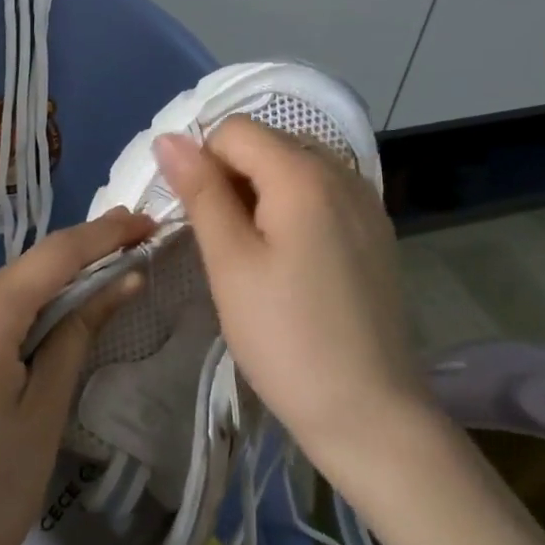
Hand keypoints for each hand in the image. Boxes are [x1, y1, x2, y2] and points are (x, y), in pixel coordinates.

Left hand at [0, 207, 155, 544]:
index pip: (52, 257)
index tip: (144, 221)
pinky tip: (36, 333)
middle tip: (130, 257)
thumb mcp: (44, 414)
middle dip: (76, 266)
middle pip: (23, 272)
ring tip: (93, 296)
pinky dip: (11, 315)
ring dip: (43, 292)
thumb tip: (124, 279)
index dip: (103, 235)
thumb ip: (78, 332)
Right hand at [153, 117, 424, 470]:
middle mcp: (342, 172)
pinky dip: (294, 209)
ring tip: (256, 256)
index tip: (201, 220)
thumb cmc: (286, 338)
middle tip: (226, 245)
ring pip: (294, 168)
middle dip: (234, 177)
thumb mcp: (230, 263)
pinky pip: (322, 194)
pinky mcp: (376, 231)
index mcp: (304, 174)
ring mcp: (366, 202)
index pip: (235, 130)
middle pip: (268, 143)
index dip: (204, 164)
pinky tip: (292, 263)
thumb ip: (201, 192)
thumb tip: (168, 138)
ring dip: (262, 194)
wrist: (371, 414)